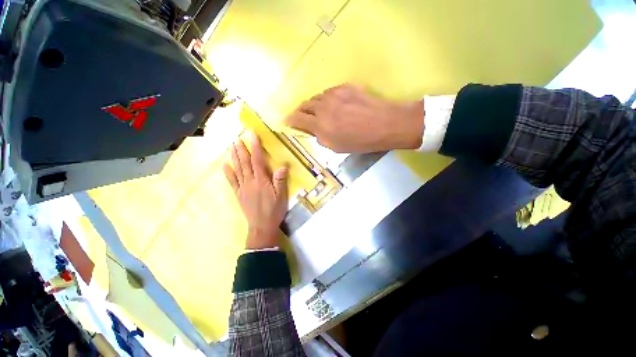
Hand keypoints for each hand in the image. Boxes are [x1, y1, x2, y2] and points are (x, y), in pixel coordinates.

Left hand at [223, 133, 288, 249]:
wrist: (261, 226)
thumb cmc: (274, 210)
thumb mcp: (281, 196)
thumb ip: (280, 181)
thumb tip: (282, 166)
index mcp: (261, 181)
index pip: (258, 160)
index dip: (255, 147)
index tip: (252, 136)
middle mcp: (250, 181)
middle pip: (245, 163)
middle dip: (242, 149)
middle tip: (238, 138)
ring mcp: (242, 187)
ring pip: (237, 169)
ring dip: (234, 157)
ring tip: (232, 146)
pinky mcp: (238, 194)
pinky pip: (232, 181)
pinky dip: (228, 172)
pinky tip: (225, 165)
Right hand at [285, 84, 423, 152]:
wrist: (385, 124)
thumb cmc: (361, 141)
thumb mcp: (337, 147)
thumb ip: (321, 138)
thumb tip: (314, 131)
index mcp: (321, 125)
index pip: (297, 119)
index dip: (290, 120)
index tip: (287, 121)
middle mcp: (323, 107)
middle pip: (304, 105)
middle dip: (300, 111)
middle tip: (301, 116)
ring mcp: (334, 94)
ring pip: (316, 98)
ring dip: (314, 105)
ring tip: (319, 111)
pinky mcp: (344, 87)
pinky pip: (329, 93)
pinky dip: (326, 99)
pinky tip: (334, 105)